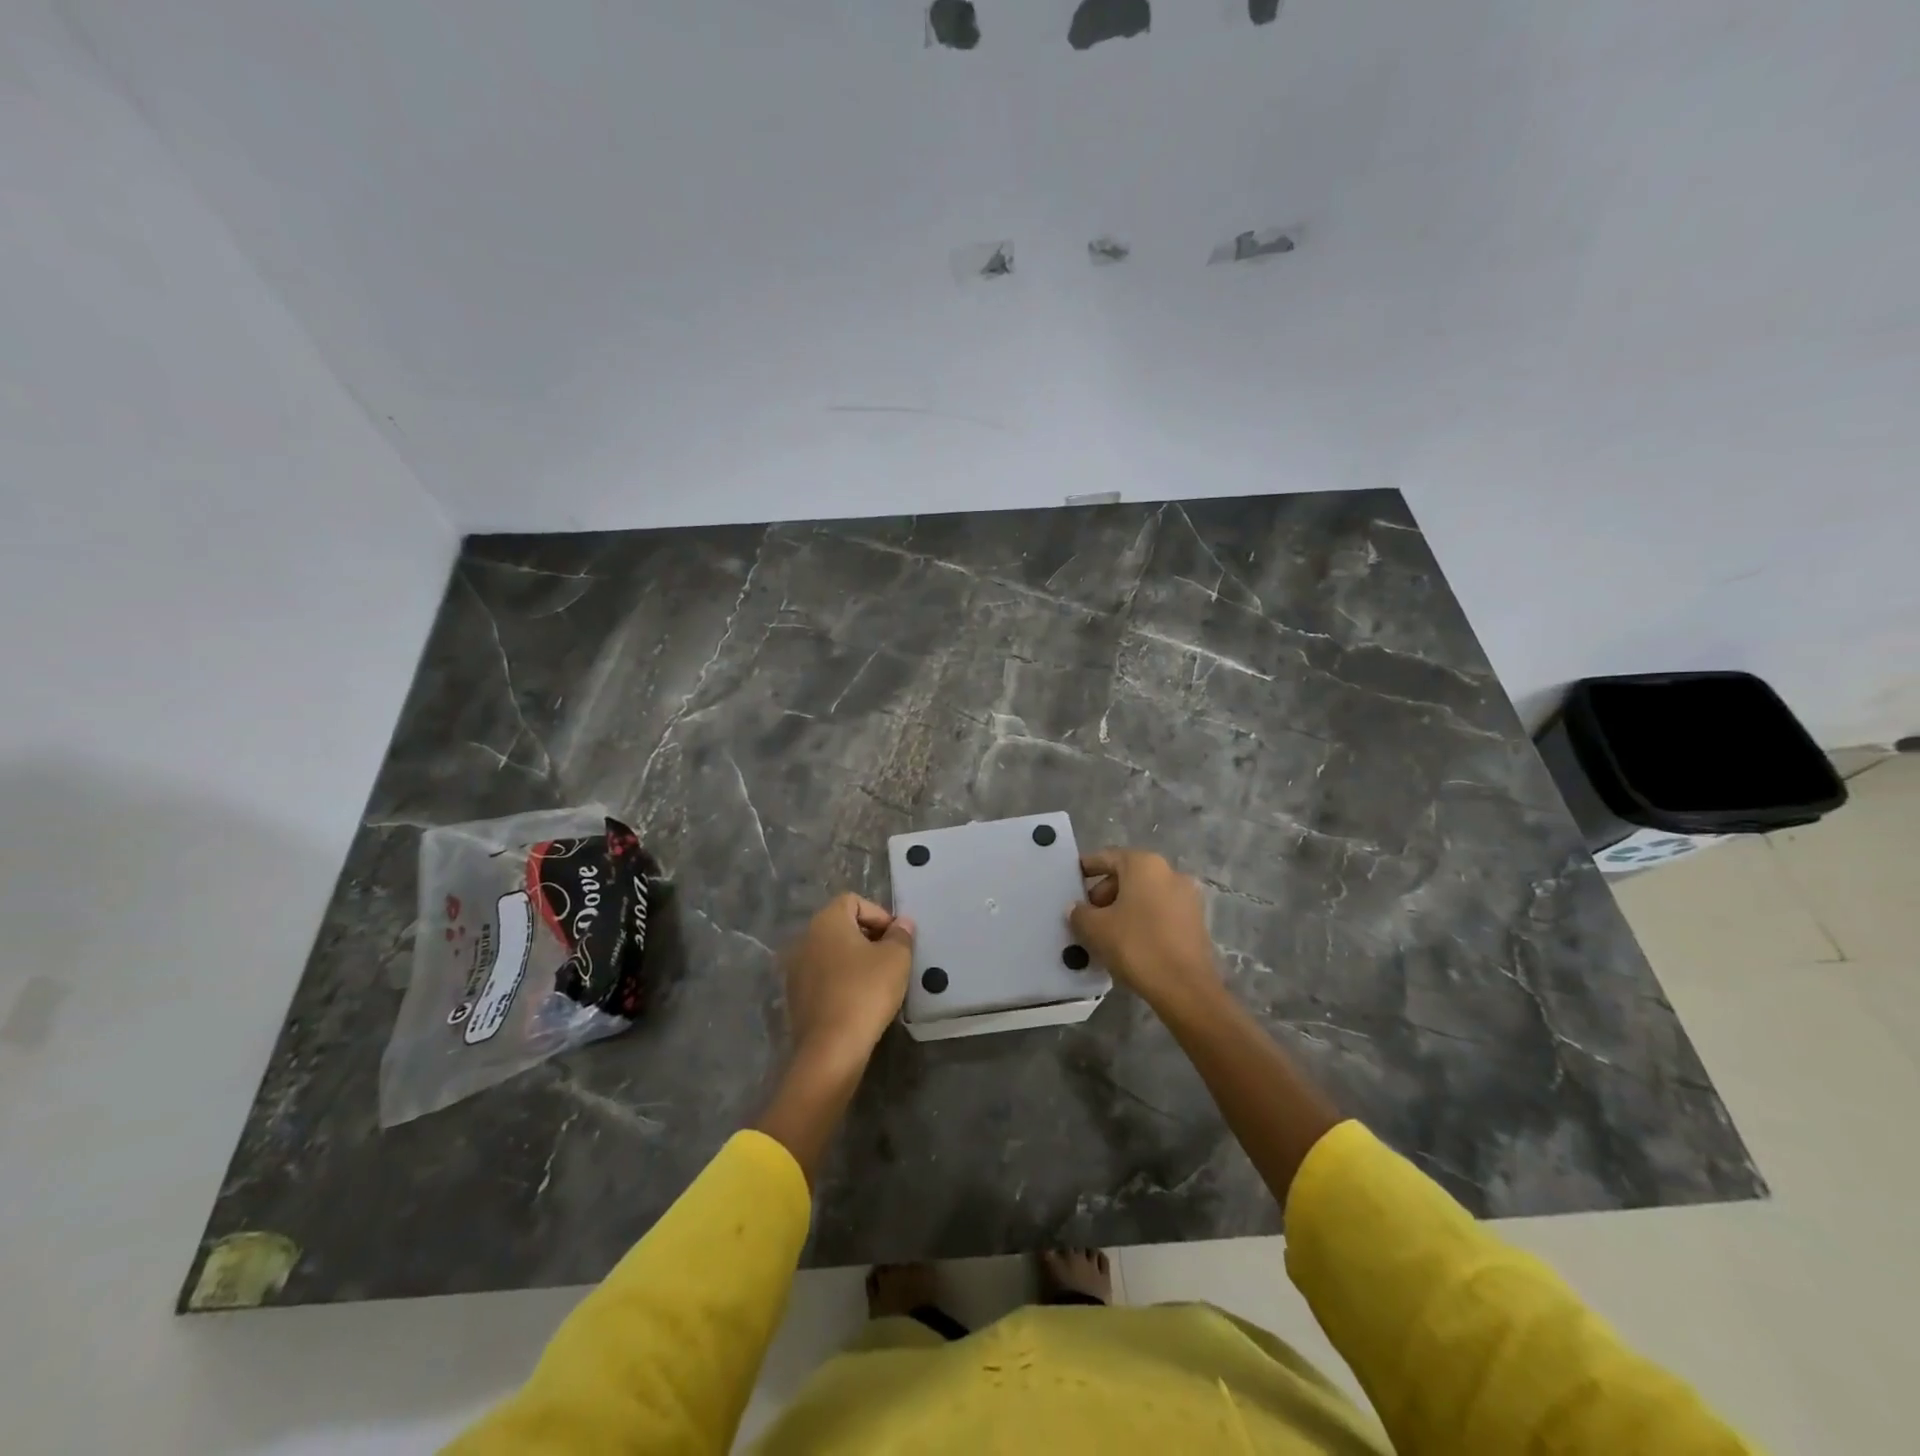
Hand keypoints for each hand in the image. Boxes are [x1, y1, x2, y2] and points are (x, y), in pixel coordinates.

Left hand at [781, 893, 914, 1075]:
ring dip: (854, 959)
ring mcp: (796, 969)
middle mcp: (805, 938)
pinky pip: (823, 976)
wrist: (831, 1047)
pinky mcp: (795, 996)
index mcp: (826, 921)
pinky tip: (859, 1000)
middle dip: (868, 936)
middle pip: (840, 925)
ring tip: (877, 980)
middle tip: (891, 957)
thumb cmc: (866, 991)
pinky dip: (841, 980)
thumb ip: (901, 935)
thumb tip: (902, 924)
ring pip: (831, 952)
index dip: (878, 914)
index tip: (896, 937)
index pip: (853, 901)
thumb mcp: (896, 958)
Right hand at [1070, 849, 1222, 1016]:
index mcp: (1144, 865)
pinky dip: (1142, 919)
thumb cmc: (1136, 946)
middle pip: (1128, 875)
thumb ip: (1079, 913)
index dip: (1086, 868)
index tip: (1071, 880)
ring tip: (1104, 932)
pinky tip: (1129, 942)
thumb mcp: (1095, 929)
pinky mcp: (1196, 920)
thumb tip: (1076, 908)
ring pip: (1145, 894)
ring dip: (1123, 908)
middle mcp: (1169, 872)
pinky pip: (1160, 911)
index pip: (1107, 857)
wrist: (1185, 988)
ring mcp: (1187, 896)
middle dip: (1104, 893)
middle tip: (1086, 915)